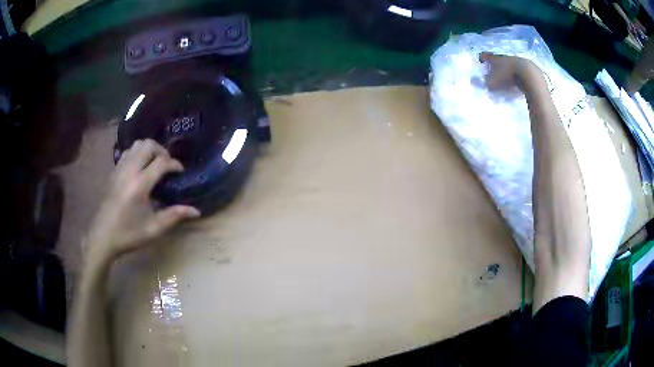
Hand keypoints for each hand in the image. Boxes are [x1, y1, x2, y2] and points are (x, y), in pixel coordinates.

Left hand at [86, 139, 199, 260]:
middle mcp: (129, 171)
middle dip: (162, 151)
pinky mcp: (114, 172)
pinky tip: (140, 168)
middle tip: (167, 166)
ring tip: (154, 164)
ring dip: (149, 150)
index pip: (161, 162)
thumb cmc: (129, 234)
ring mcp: (119, 169)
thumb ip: (174, 216)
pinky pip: (127, 152)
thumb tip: (196, 211)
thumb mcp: (154, 229)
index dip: (175, 164)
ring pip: (136, 145)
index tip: (180, 172)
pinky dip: (137, 153)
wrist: (103, 236)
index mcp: (140, 185)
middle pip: (148, 145)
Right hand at [479, 52, 540, 90]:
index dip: (482, 58)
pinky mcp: (527, 67)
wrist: (528, 75)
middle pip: (497, 59)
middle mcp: (504, 57)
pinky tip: (517, 82)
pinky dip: (516, 75)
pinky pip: (518, 70)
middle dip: (495, 65)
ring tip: (505, 79)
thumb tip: (473, 81)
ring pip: (509, 64)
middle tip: (493, 73)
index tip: (480, 62)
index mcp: (494, 58)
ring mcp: (516, 61)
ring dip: (506, 70)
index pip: (485, 55)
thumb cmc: (507, 78)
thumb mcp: (492, 83)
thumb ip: (482, 83)